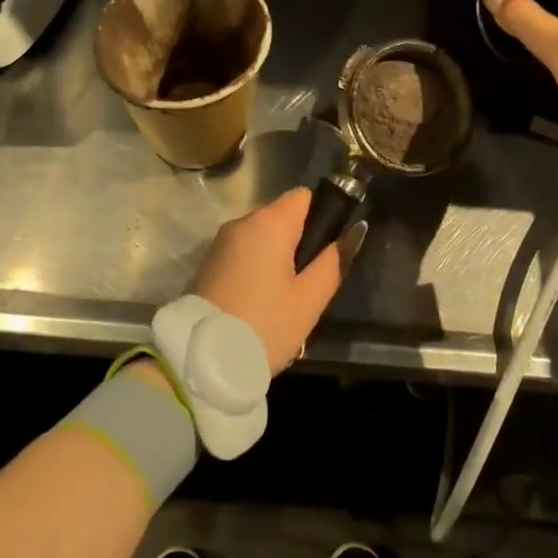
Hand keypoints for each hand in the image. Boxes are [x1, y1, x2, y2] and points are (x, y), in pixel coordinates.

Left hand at [191, 188, 357, 371]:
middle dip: (298, 243)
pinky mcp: (207, 264)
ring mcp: (220, 243)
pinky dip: (255, 270)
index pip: (304, 196)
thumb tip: (355, 230)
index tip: (324, 252)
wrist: (201, 361)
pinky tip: (258, 304)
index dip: (320, 217)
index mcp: (269, 222)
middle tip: (306, 286)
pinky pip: (242, 255)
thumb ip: (335, 261)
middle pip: (281, 217)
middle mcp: (241, 222)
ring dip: (275, 259)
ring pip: (261, 238)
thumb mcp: (310, 299)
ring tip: (282, 301)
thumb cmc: (265, 325)